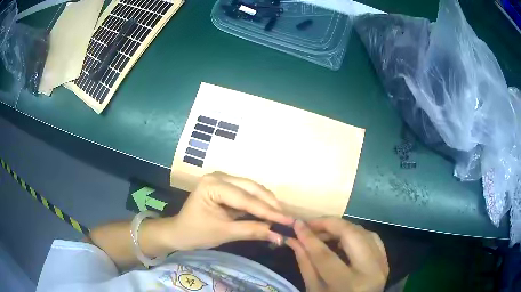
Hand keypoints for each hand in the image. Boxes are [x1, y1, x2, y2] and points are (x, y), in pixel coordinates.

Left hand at [163, 172, 293, 250]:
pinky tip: (269, 212)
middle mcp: (219, 177)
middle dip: (270, 205)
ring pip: (252, 189)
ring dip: (266, 203)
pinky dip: (258, 203)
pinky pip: (247, 193)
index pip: (246, 199)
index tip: (288, 221)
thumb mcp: (224, 233)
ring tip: (281, 216)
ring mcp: (222, 180)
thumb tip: (279, 236)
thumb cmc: (196, 232)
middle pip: (251, 189)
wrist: (179, 232)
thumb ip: (252, 231)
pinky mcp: (226, 186)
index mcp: (212, 185)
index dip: (268, 211)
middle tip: (287, 218)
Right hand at [286, 218, 388, 291]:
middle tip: (311, 224)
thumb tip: (294, 238)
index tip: (297, 224)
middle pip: (351, 235)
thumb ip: (305, 263)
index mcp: (348, 285)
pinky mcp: (385, 260)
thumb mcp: (314, 289)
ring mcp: (382, 264)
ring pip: (363, 232)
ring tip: (324, 231)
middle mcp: (370, 271)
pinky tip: (343, 237)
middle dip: (329, 224)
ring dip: (342, 227)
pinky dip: (356, 233)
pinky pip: (372, 237)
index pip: (325, 255)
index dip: (309, 237)